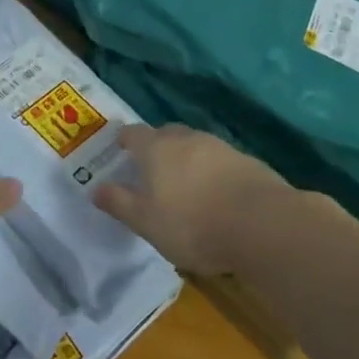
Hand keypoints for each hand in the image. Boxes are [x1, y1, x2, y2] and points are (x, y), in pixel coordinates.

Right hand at [94, 124, 293, 273]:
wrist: (263, 225)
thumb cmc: (193, 224)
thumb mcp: (146, 222)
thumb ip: (120, 203)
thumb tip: (96, 188)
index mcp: (156, 148)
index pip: (133, 133)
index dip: (124, 140)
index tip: (120, 150)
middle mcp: (186, 139)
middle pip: (166, 134)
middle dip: (156, 146)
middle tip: (151, 168)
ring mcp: (220, 147)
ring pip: (195, 145)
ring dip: (186, 159)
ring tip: (184, 184)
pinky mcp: (247, 161)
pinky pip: (219, 161)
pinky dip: (212, 172)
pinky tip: (215, 194)